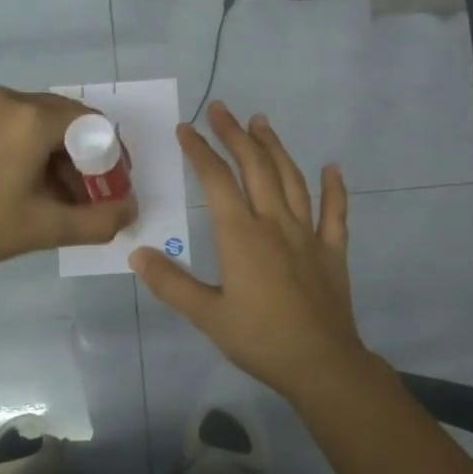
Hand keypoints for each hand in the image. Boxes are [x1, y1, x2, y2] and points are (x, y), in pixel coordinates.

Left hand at [0, 86, 137, 273]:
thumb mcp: (43, 228)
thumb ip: (97, 221)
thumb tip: (130, 211)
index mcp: (32, 117)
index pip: (95, 125)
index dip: (113, 159)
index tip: (114, 193)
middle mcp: (12, 99)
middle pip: (71, 121)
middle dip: (88, 160)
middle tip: (92, 199)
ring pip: (45, 124)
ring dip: (63, 158)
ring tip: (63, 200)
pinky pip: (20, 126)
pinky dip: (37, 152)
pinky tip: (33, 187)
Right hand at [130, 101, 374, 406]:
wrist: (321, 364)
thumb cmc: (260, 339)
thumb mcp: (207, 315)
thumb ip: (171, 283)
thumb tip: (137, 255)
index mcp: (241, 235)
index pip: (217, 181)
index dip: (200, 151)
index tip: (186, 128)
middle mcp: (275, 223)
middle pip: (255, 168)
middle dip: (235, 135)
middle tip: (221, 109)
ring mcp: (308, 234)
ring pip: (292, 179)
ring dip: (275, 148)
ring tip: (262, 122)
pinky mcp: (332, 251)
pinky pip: (335, 213)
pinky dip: (334, 188)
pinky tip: (333, 168)